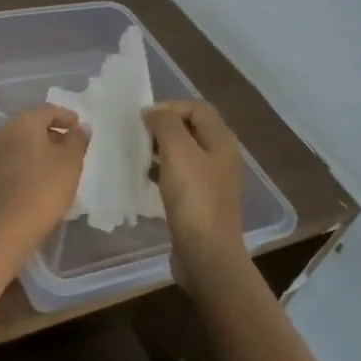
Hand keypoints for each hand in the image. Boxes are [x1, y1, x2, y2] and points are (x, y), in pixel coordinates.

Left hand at [0, 104, 86, 252]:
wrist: (9, 225)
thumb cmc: (45, 188)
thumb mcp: (70, 162)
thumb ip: (77, 140)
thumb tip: (80, 128)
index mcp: (22, 123)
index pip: (47, 110)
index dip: (65, 116)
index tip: (78, 126)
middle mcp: (2, 132)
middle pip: (31, 124)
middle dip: (51, 132)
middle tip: (69, 144)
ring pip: (19, 143)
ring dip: (38, 148)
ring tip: (56, 163)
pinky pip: (11, 159)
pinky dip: (26, 162)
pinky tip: (37, 177)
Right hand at [144, 102, 246, 272]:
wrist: (206, 253)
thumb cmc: (193, 198)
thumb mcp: (178, 152)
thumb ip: (166, 124)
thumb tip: (153, 111)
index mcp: (221, 141)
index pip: (197, 108)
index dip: (170, 106)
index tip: (143, 119)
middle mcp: (221, 157)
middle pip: (191, 129)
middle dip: (164, 128)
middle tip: (138, 136)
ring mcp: (212, 181)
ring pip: (184, 153)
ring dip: (160, 150)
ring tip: (138, 156)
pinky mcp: (200, 202)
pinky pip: (180, 176)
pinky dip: (162, 172)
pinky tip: (146, 180)